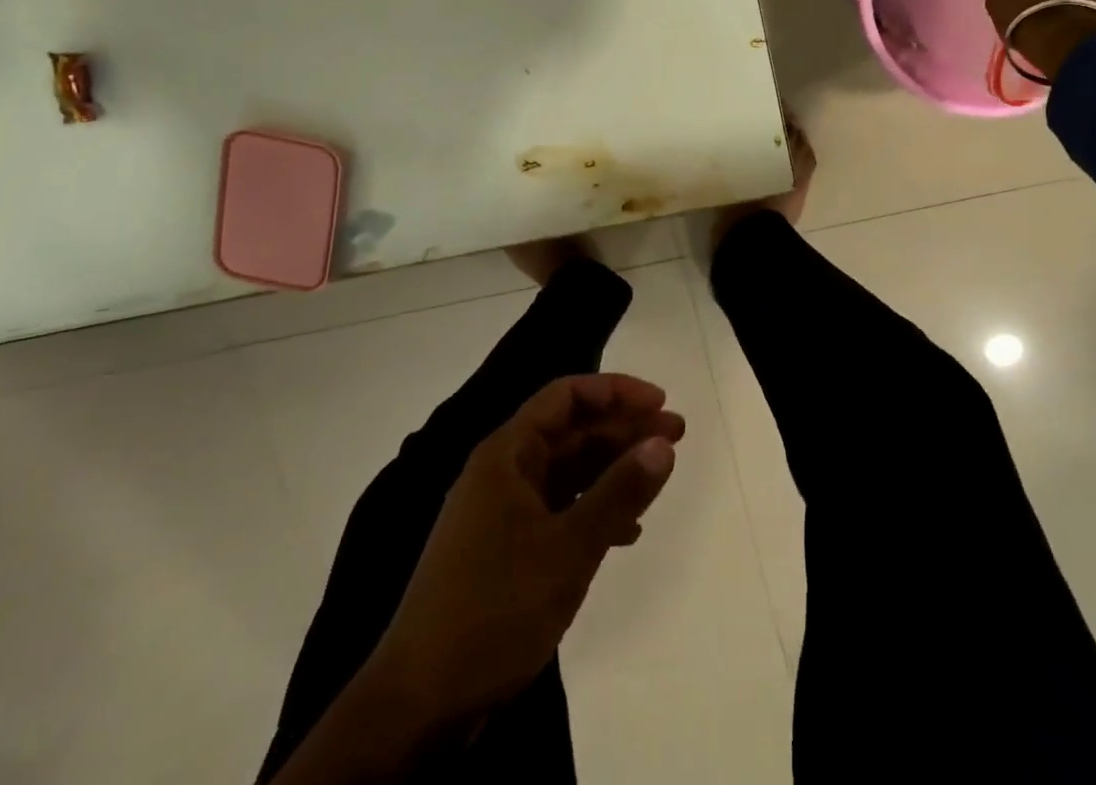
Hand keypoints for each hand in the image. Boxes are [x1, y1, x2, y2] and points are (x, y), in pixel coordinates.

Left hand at [370, 373, 684, 723]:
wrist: (419, 704)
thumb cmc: (494, 609)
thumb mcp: (568, 549)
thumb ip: (619, 492)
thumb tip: (663, 443)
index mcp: (507, 454)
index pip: (566, 396)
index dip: (616, 391)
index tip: (660, 402)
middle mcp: (503, 472)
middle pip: (571, 431)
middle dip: (623, 428)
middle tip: (676, 435)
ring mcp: (501, 513)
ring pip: (567, 471)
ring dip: (613, 469)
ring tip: (659, 475)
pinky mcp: (505, 550)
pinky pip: (558, 510)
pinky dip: (593, 511)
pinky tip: (625, 533)